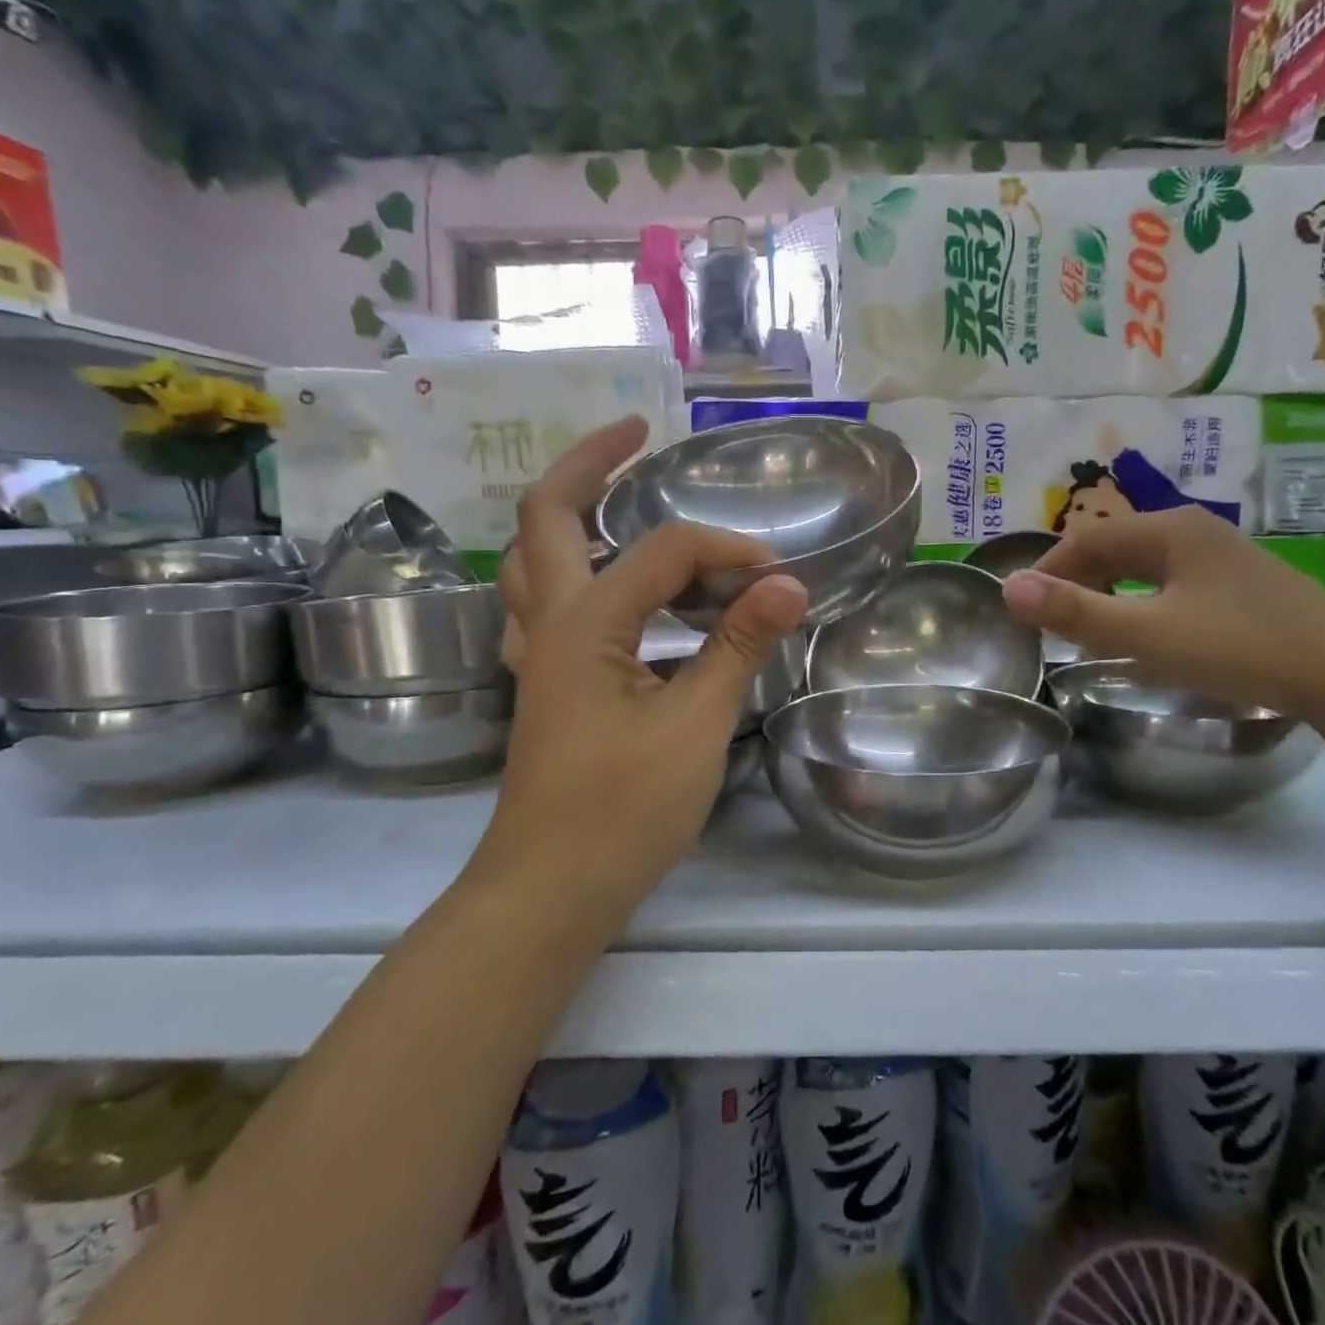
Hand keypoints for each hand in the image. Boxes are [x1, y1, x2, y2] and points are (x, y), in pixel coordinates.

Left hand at [486, 417, 808, 898]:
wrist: (550, 891)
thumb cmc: (623, 812)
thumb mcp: (696, 725)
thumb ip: (738, 645)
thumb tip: (788, 582)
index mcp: (586, 624)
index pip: (664, 552)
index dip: (728, 551)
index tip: (778, 579)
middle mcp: (550, 623)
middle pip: (546, 516)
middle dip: (589, 462)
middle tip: (635, 433)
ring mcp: (538, 653)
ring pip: (536, 557)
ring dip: (571, 513)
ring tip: (618, 494)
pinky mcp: (546, 683)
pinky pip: (546, 603)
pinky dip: (572, 572)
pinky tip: (606, 585)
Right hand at [1000, 507, 1324, 724]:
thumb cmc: (1238, 647)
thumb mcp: (1146, 635)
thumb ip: (1074, 612)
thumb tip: (1008, 588)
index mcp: (1169, 529)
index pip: (1086, 538)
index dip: (1048, 571)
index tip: (1026, 610)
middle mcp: (1195, 529)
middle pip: (1115, 547)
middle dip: (1078, 582)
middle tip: (1054, 625)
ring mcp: (1224, 555)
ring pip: (1145, 565)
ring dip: (1109, 592)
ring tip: (1092, 629)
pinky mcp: (1243, 583)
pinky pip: (1172, 581)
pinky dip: (1143, 601)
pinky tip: (1148, 631)